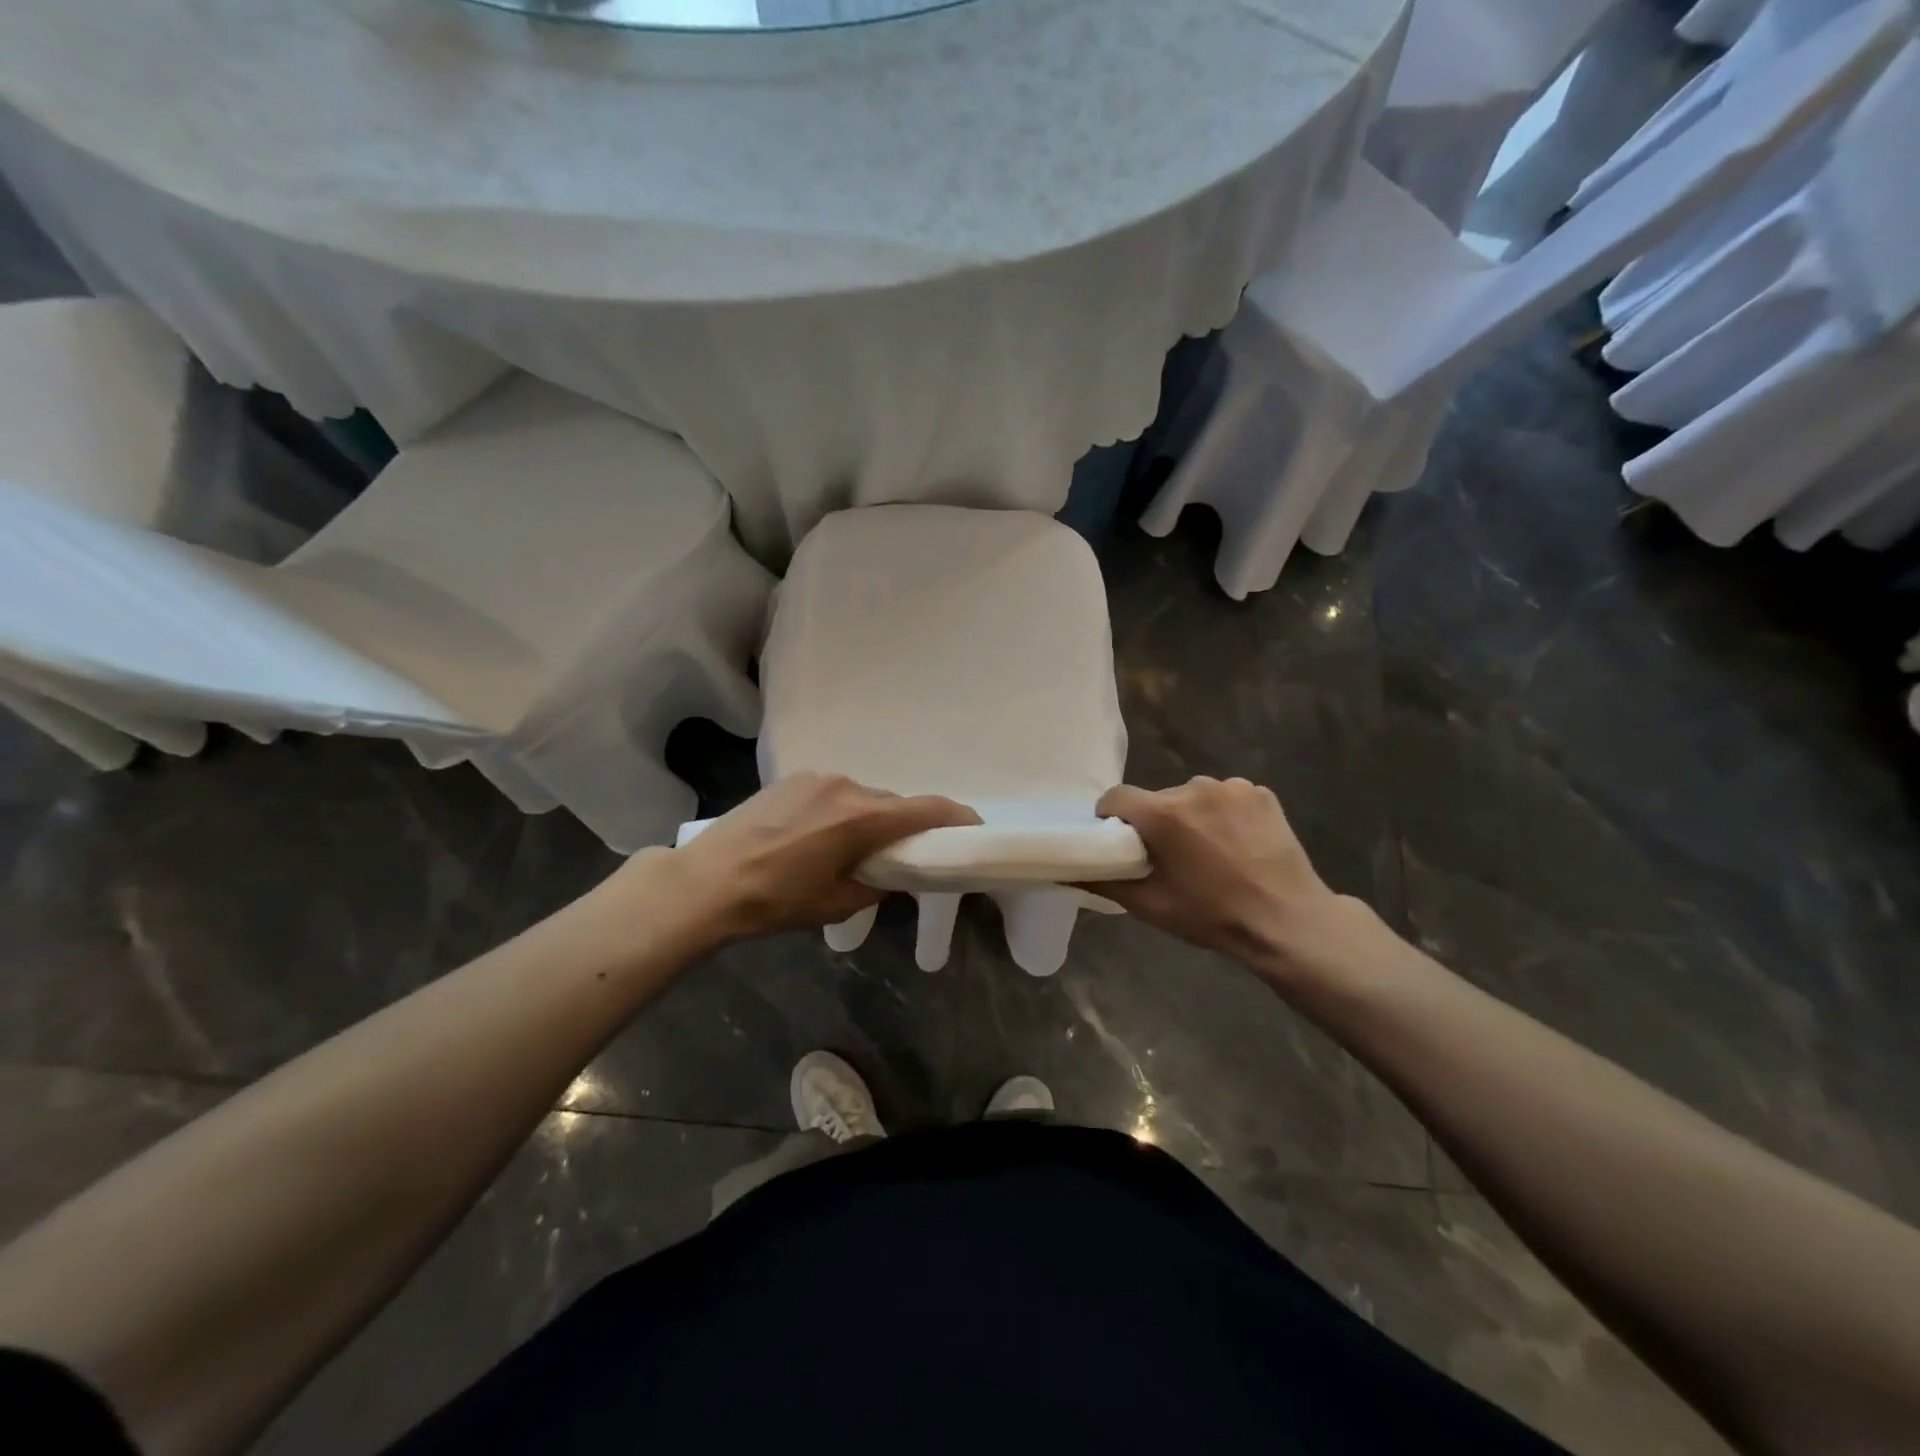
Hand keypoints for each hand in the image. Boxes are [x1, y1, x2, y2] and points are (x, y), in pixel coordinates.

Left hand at [661, 773, 980, 941]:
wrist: (707, 881)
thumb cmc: (775, 900)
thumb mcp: (836, 903)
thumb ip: (877, 884)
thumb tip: (891, 875)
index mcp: (862, 819)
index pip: (926, 809)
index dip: (956, 817)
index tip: (972, 827)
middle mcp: (846, 787)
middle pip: (893, 804)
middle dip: (904, 826)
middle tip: (900, 855)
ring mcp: (817, 778)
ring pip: (863, 797)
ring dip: (869, 818)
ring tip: (849, 849)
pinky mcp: (793, 778)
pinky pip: (835, 792)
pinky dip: (842, 810)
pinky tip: (818, 835)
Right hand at [1090, 777, 1365, 979]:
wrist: (1289, 921)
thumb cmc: (1212, 916)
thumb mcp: (1150, 906)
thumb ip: (1104, 881)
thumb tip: (1069, 868)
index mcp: (1163, 814)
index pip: (1116, 798)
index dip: (1111, 819)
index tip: (1122, 844)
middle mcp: (1194, 788)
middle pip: (1157, 798)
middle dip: (1156, 822)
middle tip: (1170, 857)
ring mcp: (1232, 787)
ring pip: (1192, 796)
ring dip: (1191, 817)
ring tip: (1209, 852)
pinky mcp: (1260, 792)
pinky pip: (1226, 797)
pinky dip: (1224, 815)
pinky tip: (1238, 844)